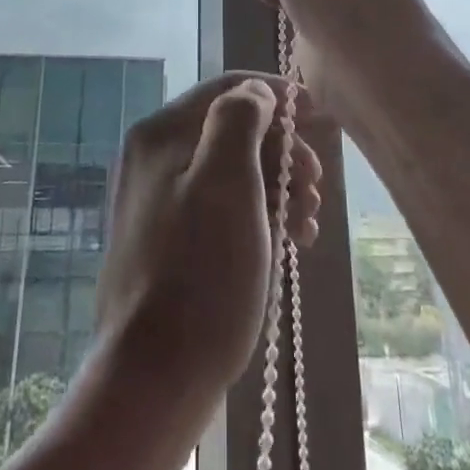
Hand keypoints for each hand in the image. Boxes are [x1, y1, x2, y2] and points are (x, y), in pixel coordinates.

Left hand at [96, 72, 324, 403]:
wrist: (153, 381)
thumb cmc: (200, 273)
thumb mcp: (227, 181)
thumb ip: (240, 119)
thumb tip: (255, 93)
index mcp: (161, 132)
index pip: (226, 88)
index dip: (274, 94)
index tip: (316, 113)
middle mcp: (154, 156)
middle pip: (231, 130)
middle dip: (281, 152)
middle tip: (316, 185)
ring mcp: (158, 200)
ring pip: (232, 171)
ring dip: (277, 187)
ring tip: (308, 224)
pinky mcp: (169, 240)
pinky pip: (222, 207)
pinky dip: (258, 215)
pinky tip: (289, 241)